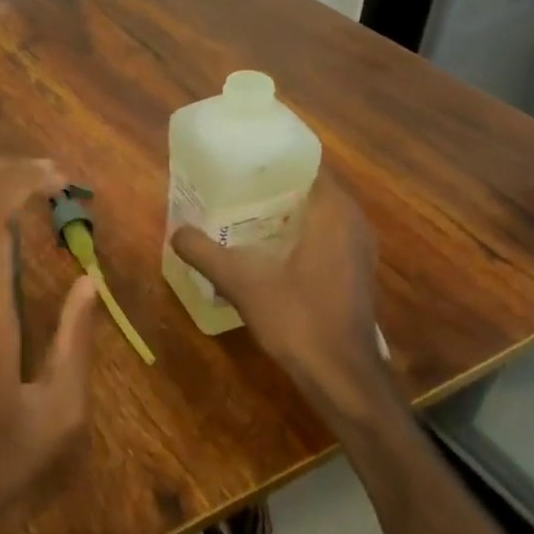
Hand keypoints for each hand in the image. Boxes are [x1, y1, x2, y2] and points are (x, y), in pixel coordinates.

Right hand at [170, 176, 397, 431]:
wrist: (341, 375)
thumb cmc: (298, 319)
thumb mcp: (241, 282)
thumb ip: (205, 253)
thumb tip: (175, 232)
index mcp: (334, 213)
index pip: (308, 164)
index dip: (275, 158)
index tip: (242, 157)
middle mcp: (353, 223)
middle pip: (311, 187)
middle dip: (273, 184)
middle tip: (233, 182)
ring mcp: (357, 249)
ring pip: (318, 214)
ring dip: (285, 210)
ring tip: (242, 209)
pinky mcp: (354, 272)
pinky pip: (324, 235)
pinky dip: (297, 233)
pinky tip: (265, 246)